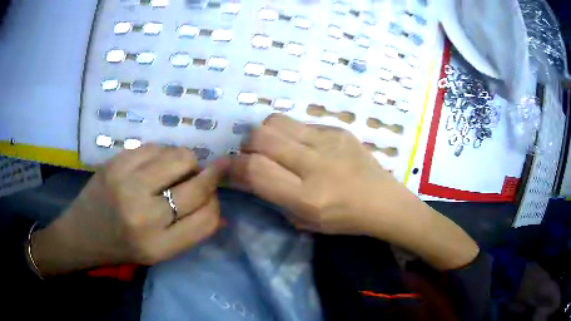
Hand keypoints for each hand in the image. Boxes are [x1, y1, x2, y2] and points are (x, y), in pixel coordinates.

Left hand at [32, 145, 226, 276]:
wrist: (81, 233)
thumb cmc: (121, 248)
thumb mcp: (158, 253)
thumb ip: (189, 231)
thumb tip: (218, 208)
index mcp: (158, 245)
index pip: (208, 219)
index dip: (215, 205)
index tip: (210, 198)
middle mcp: (144, 214)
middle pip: (198, 184)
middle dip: (207, 178)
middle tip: (198, 178)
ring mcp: (127, 183)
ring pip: (180, 157)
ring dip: (184, 163)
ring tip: (170, 173)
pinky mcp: (115, 162)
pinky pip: (156, 147)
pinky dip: (162, 154)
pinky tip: (153, 165)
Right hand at [230, 114, 403, 234]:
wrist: (382, 201)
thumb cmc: (342, 219)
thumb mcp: (302, 219)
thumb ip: (270, 195)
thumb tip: (241, 174)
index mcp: (307, 197)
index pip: (255, 170)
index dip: (233, 167)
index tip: (228, 168)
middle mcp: (315, 165)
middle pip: (261, 137)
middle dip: (246, 146)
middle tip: (253, 156)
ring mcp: (329, 141)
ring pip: (276, 121)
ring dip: (265, 134)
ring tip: (274, 147)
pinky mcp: (338, 129)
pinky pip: (299, 122)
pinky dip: (289, 133)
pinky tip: (302, 145)